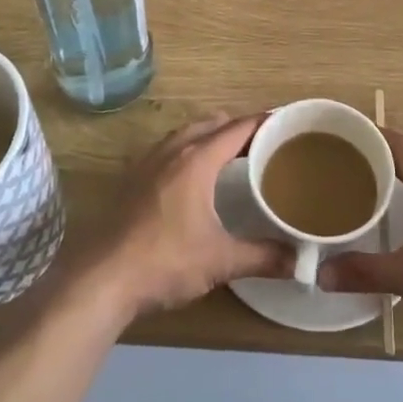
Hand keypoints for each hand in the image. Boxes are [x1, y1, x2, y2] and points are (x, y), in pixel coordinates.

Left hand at [84, 115, 291, 320]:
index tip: (285, 123)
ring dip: (209, 134)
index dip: (262, 122)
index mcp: (196, 161)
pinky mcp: (131, 179)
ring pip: (185, 134)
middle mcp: (172, 151)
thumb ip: (262, 257)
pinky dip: (187, 148)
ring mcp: (147, 163)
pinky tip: (190, 173)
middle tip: (263, 141)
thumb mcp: (220, 261)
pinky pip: (167, 149)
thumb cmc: (165, 261)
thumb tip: (300, 262)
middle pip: (210, 124)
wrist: (102, 279)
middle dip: (237, 126)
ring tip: (230, 151)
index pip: (237, 129)